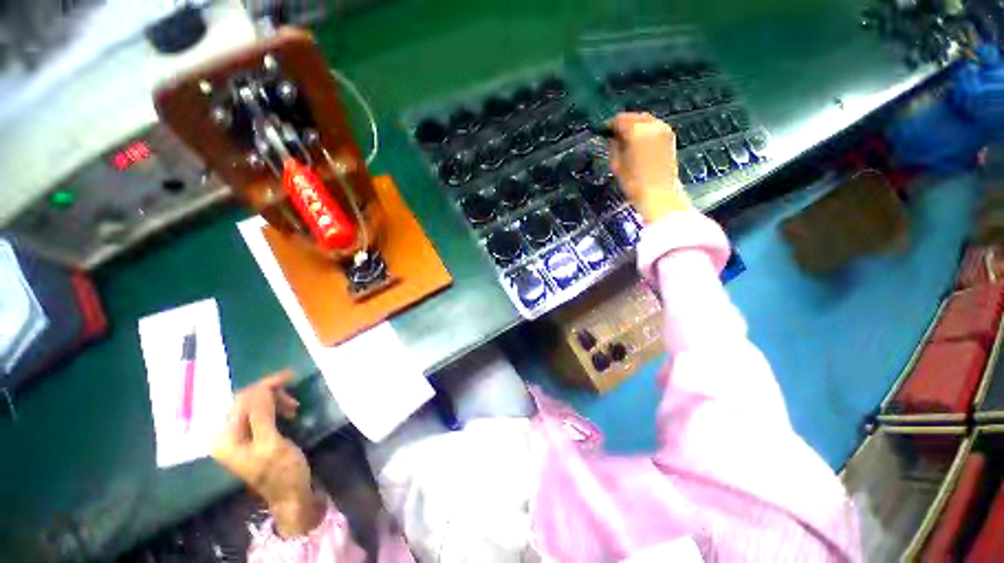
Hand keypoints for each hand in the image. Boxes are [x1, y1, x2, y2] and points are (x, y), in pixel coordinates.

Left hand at [212, 371, 321, 536]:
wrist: (291, 495)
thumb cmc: (282, 472)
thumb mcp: (272, 444)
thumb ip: (262, 416)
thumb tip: (261, 388)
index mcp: (226, 439)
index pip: (241, 401)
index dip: (264, 386)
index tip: (290, 376)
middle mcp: (227, 436)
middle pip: (246, 402)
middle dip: (271, 394)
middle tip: (294, 396)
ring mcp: (239, 438)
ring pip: (255, 406)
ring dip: (275, 401)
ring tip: (294, 408)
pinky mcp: (252, 438)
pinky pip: (261, 414)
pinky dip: (276, 408)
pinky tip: (289, 412)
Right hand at [609, 113, 691, 222]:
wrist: (659, 193)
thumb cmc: (633, 182)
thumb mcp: (616, 164)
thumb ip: (613, 146)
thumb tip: (612, 138)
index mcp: (636, 131)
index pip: (620, 119)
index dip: (610, 125)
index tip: (604, 132)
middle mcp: (652, 125)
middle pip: (634, 117)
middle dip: (624, 124)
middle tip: (615, 136)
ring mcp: (664, 130)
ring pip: (645, 120)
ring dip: (635, 126)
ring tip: (627, 140)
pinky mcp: (670, 137)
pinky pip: (654, 127)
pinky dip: (645, 130)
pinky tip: (639, 143)